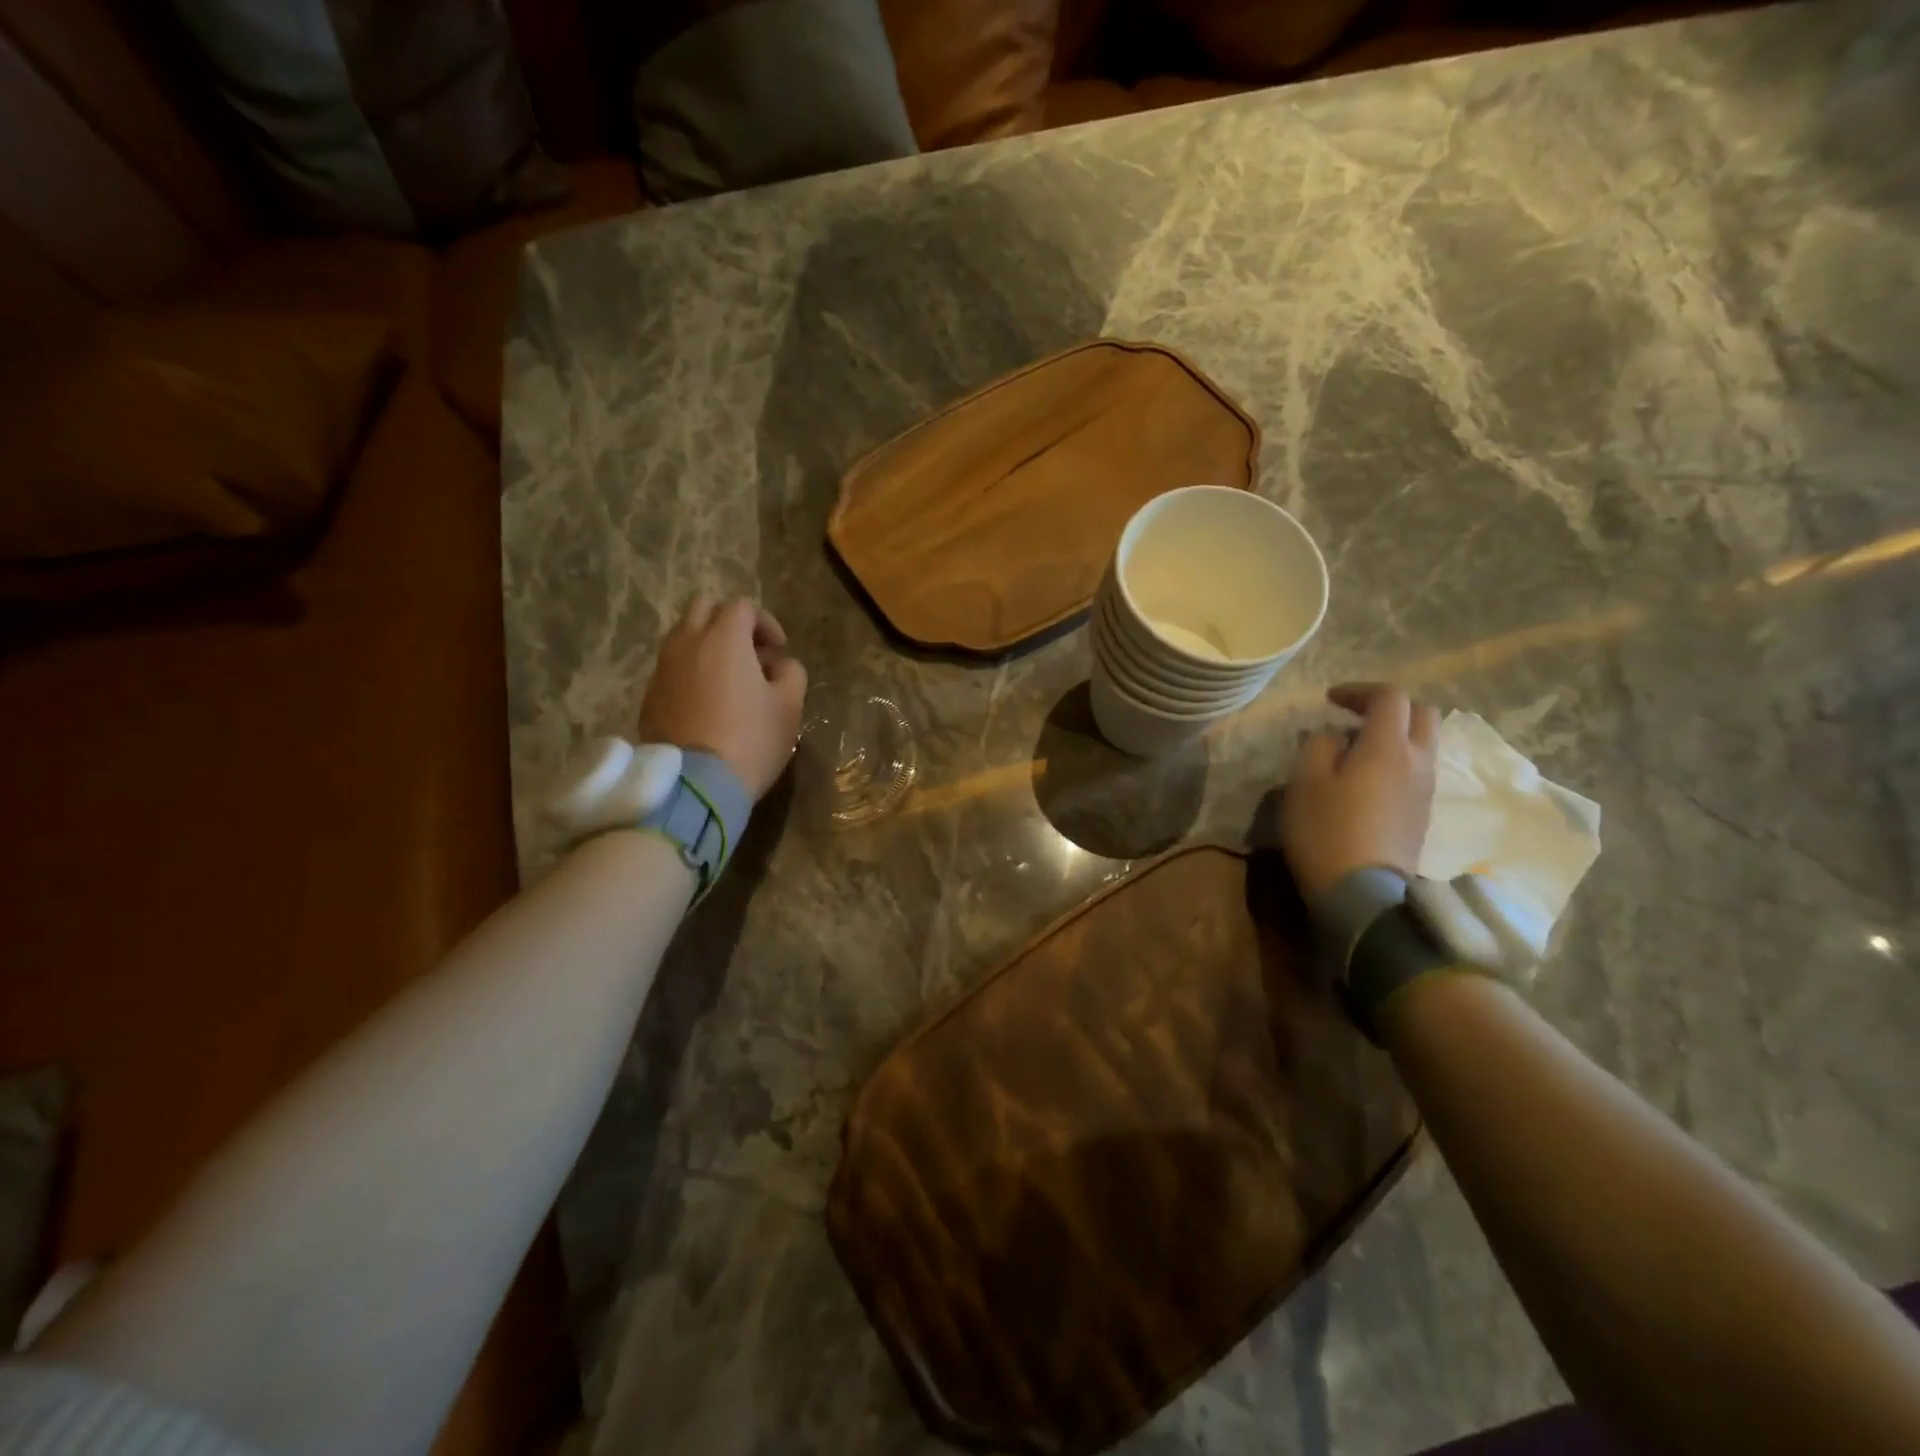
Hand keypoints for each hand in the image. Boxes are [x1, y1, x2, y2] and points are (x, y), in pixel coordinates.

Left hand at [638, 594, 807, 799]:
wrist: (695, 784)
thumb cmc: (751, 740)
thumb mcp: (789, 707)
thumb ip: (791, 673)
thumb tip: (778, 666)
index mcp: (724, 639)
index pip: (743, 607)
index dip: (765, 623)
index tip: (779, 651)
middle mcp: (687, 643)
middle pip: (703, 607)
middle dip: (729, 621)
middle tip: (749, 652)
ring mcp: (662, 669)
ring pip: (682, 636)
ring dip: (706, 645)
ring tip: (727, 678)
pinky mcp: (649, 695)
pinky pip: (671, 667)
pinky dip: (690, 671)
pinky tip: (707, 702)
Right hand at [1283, 683, 1439, 900]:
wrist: (1362, 893)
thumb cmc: (1326, 830)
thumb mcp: (1305, 781)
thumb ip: (1318, 746)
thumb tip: (1334, 737)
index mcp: (1388, 747)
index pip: (1389, 697)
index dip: (1360, 690)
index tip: (1330, 700)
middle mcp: (1417, 761)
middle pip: (1422, 714)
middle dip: (1389, 707)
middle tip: (1355, 716)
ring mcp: (1425, 790)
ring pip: (1424, 743)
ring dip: (1395, 735)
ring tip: (1356, 749)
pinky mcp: (1422, 814)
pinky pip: (1417, 770)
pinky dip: (1397, 760)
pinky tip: (1366, 779)